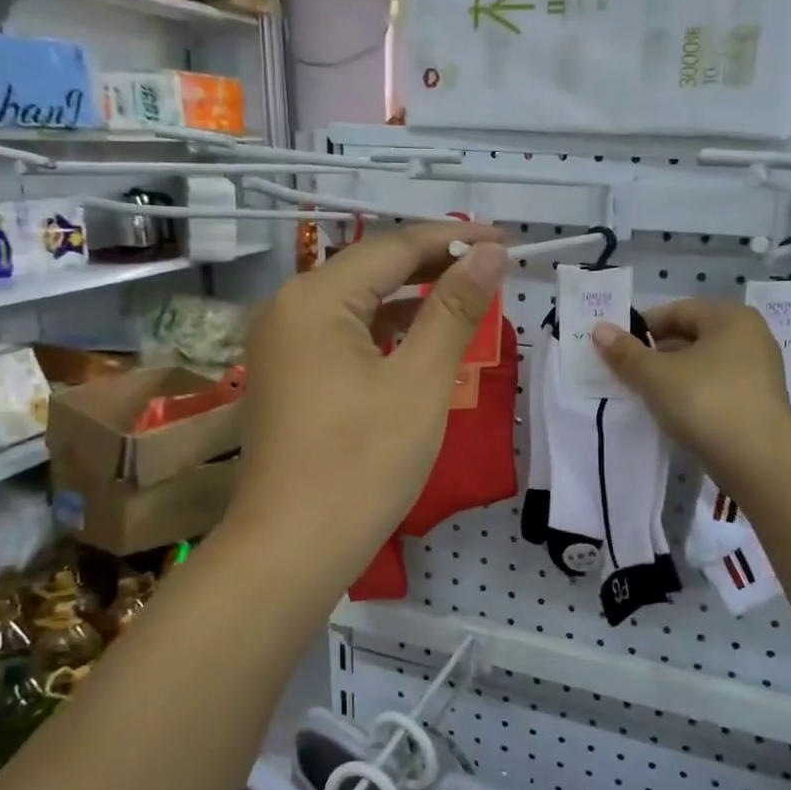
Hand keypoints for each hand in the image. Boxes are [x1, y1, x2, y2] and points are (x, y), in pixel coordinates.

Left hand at [232, 222, 508, 581]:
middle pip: (373, 270)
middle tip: (493, 266)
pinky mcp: (289, 378)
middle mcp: (289, 309)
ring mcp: (283, 346)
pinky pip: (344, 336)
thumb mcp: (420, 382)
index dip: (454, 239)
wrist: (292, 550)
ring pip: (359, 304)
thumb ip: (454, 310)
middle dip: (434, 265)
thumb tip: (488, 254)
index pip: (394, 247)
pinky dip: (386, 333)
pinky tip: (420, 339)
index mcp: (315, 297)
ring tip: (468, 296)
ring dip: (412, 299)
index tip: (507, 241)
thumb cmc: (362, 463)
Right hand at [591, 299, 790, 481]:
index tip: (614, 349)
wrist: (759, 460)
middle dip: (655, 353)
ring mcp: (759, 371)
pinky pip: (716, 388)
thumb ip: (625, 352)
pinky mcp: (759, 403)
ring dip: (672, 376)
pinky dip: (692, 394)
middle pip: (691, 337)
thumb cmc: (705, 403)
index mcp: (730, 318)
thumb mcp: (656, 376)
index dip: (641, 327)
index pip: (676, 311)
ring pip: (702, 365)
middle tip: (624, 373)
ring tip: (643, 395)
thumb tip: (599, 329)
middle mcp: (750, 337)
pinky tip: (672, 413)